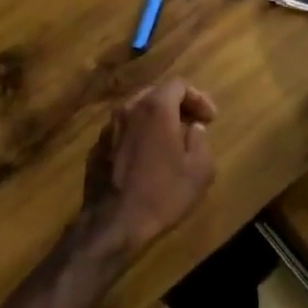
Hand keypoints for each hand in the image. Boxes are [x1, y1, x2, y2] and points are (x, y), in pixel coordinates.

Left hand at [79, 78, 216, 260]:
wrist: (112, 223)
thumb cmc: (162, 194)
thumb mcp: (199, 171)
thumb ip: (201, 141)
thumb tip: (194, 128)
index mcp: (155, 108)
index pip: (179, 84)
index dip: (198, 97)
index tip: (210, 119)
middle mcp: (128, 109)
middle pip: (156, 94)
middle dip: (178, 105)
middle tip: (193, 124)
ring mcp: (108, 127)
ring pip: (136, 111)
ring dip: (157, 119)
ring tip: (171, 139)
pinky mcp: (97, 146)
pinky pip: (123, 130)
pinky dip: (139, 134)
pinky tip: (147, 156)